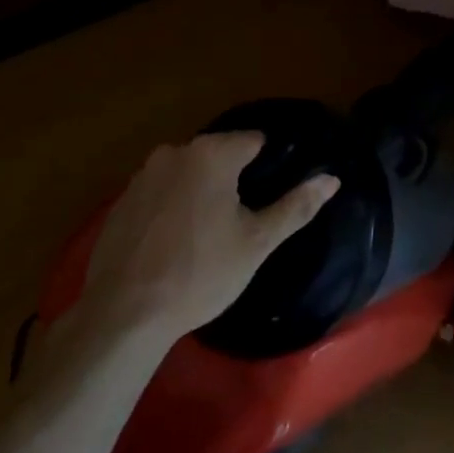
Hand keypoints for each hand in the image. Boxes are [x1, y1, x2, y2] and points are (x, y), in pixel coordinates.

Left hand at [76, 133, 338, 344]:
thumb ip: (295, 206)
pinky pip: (159, 192)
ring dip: (200, 192)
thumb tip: (332, 179)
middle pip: (217, 154)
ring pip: (187, 173)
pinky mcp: (122, 199)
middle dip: (232, 178)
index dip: (267, 164)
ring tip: (208, 234)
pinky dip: (171, 207)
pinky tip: (174, 243)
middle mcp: (175, 151)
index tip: (270, 192)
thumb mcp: (256, 243)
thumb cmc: (200, 273)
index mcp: (211, 153)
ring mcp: (143, 173)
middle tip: (241, 219)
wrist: (125, 312)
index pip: (253, 140)